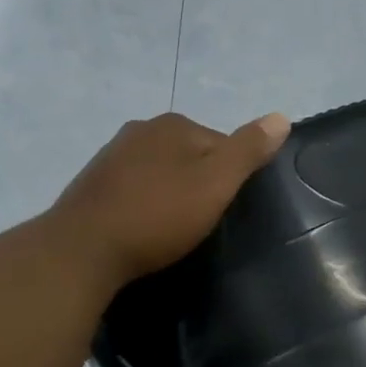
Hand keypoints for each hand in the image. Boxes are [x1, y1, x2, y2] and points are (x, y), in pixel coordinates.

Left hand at [47, 111, 289, 292]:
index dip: (231, 177)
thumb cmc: (158, 216)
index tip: (227, 209)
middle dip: (199, 182)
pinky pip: (134, 187)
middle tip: (203, 222)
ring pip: (160, 170)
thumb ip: (248, 150)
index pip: (221, 143)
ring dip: (171, 192)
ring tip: (174, 228)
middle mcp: (141, 128)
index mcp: (173, 124)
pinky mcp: (93, 182)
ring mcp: (112, 154)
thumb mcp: (216, 184)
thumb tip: (281, 117)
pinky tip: (144, 226)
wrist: (84, 249)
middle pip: (189, 154)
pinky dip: (145, 202)